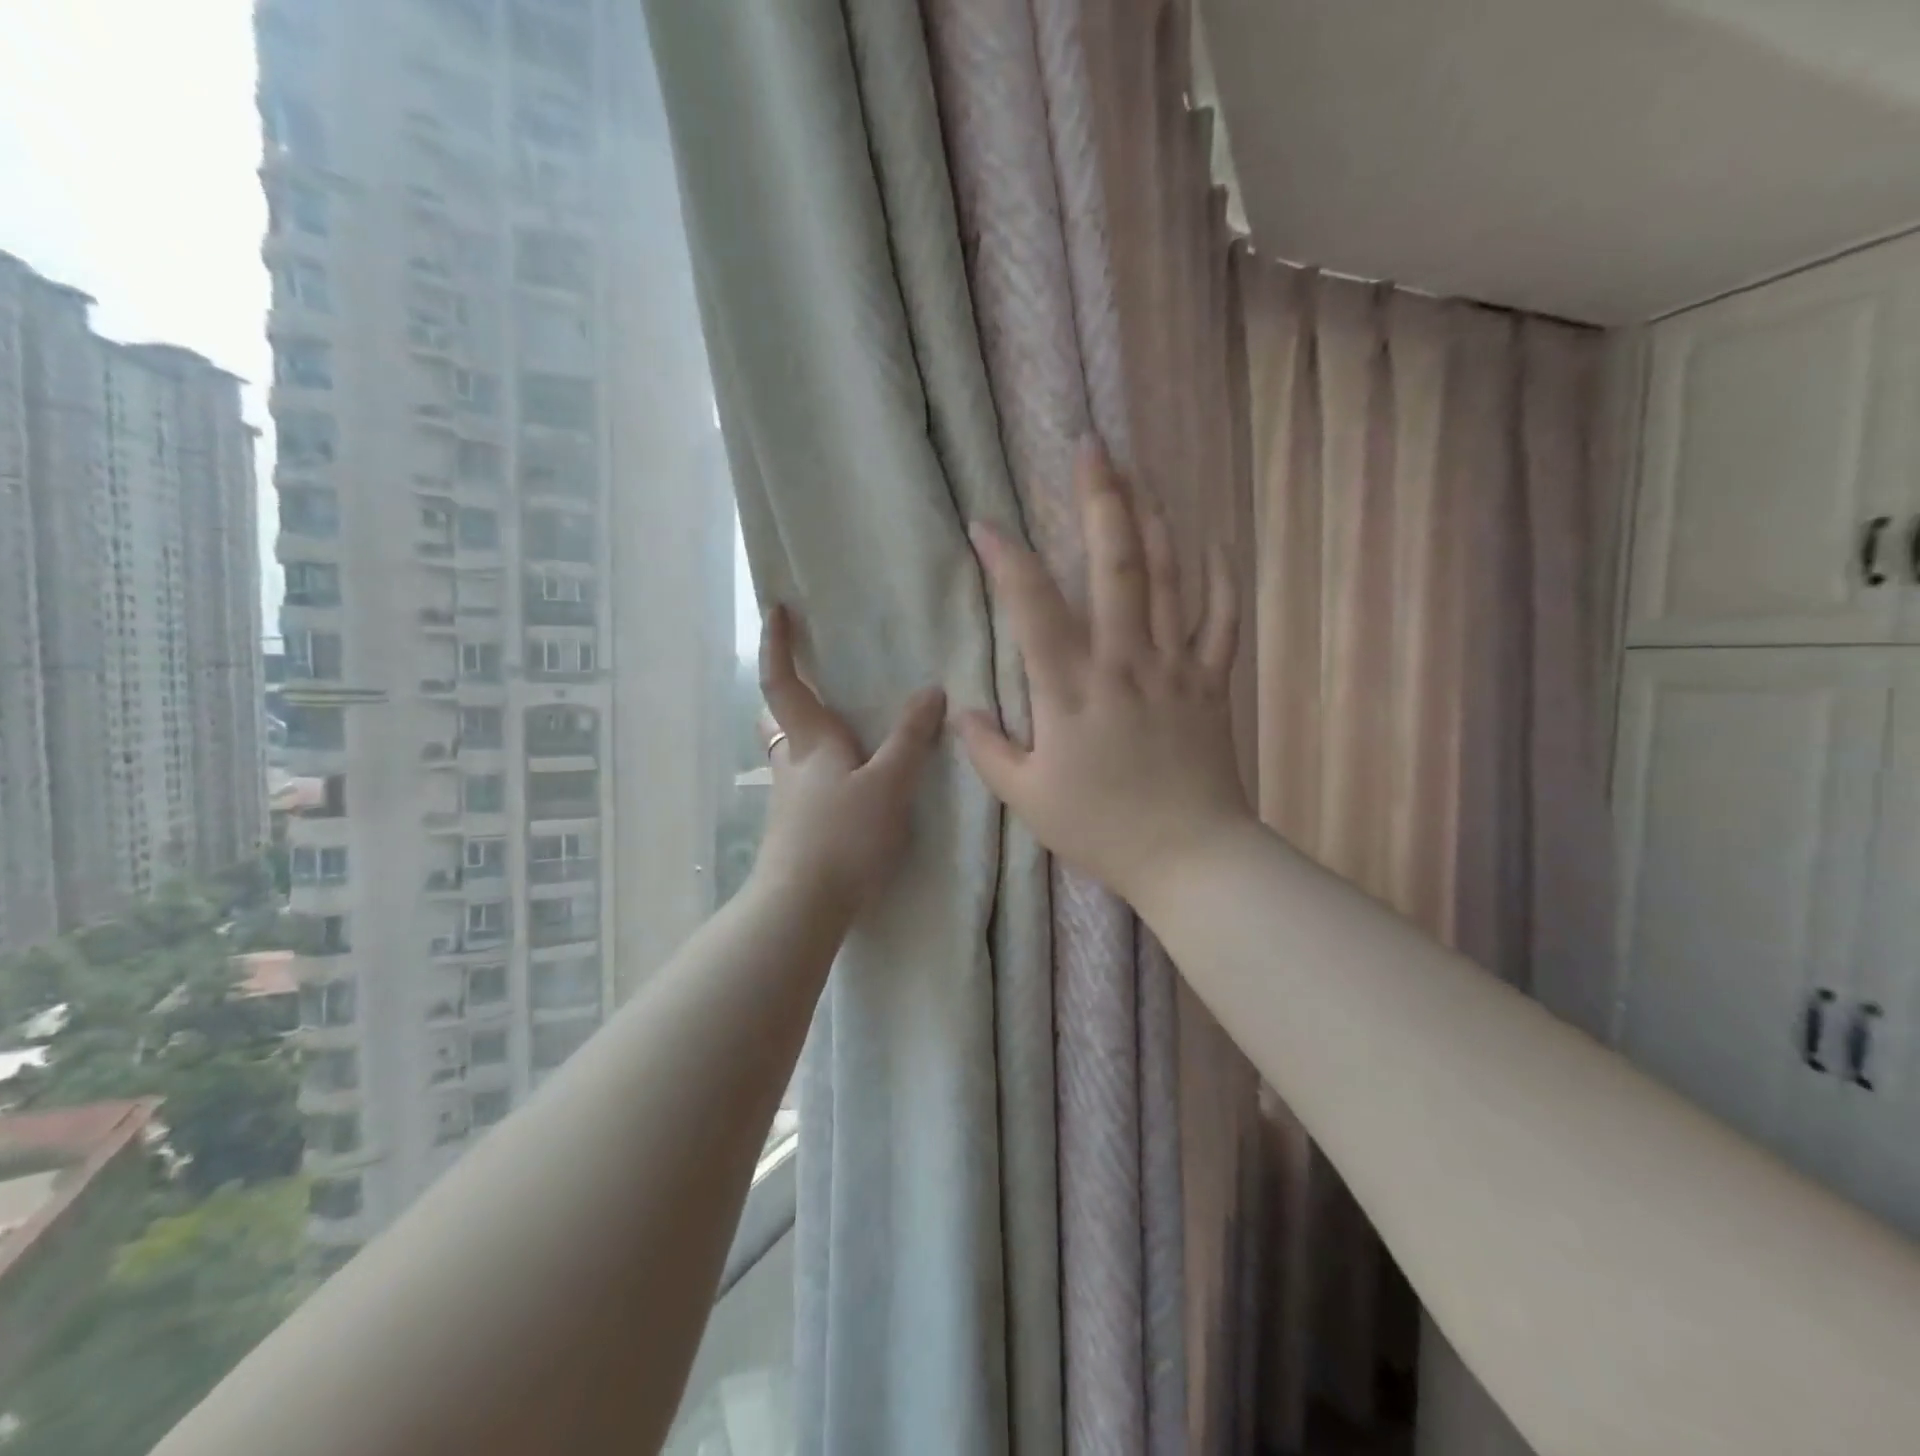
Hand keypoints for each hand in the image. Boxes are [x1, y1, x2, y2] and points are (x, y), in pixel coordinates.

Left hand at [751, 603, 946, 916]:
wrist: (802, 907)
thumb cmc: (843, 836)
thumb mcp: (889, 784)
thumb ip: (910, 739)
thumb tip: (930, 691)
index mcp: (810, 741)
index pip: (783, 681)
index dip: (776, 643)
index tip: (776, 609)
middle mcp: (792, 763)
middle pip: (778, 717)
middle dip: (788, 692)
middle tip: (813, 678)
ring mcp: (790, 799)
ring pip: (792, 752)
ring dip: (807, 733)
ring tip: (846, 731)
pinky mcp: (796, 829)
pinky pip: (806, 783)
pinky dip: (823, 770)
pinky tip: (851, 785)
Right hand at [956, 441, 1252, 905]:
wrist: (1189, 856)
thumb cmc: (1101, 829)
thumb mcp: (1028, 799)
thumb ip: (989, 751)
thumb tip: (960, 711)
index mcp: (1071, 690)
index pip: (1032, 608)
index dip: (1006, 559)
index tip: (984, 524)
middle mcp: (1123, 662)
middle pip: (1115, 565)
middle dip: (1101, 500)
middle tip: (1092, 447)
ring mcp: (1174, 667)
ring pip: (1168, 577)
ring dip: (1153, 520)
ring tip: (1140, 475)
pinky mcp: (1211, 681)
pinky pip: (1221, 619)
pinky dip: (1219, 576)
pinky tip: (1212, 540)